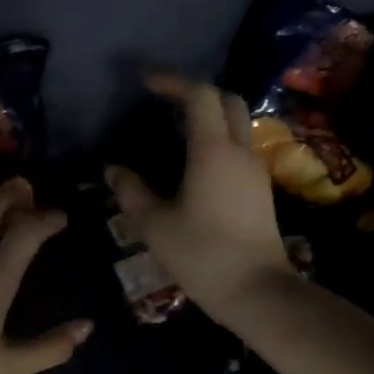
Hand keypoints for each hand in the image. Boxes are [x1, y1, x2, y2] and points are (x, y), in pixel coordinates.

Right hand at [107, 75, 292, 317]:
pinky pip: (239, 150)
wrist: (257, 291)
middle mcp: (240, 151)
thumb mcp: (154, 225)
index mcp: (213, 151)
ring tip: (174, 135)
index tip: (146, 84)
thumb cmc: (202, 255)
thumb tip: (113, 170)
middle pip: (227, 101)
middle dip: (197, 94)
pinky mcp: (260, 191)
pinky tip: (193, 166)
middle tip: (165, 104)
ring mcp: (255, 170)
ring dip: (209, 119)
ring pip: (237, 126)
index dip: (173, 82)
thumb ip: (131, 192)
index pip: (200, 95)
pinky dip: (217, 143)